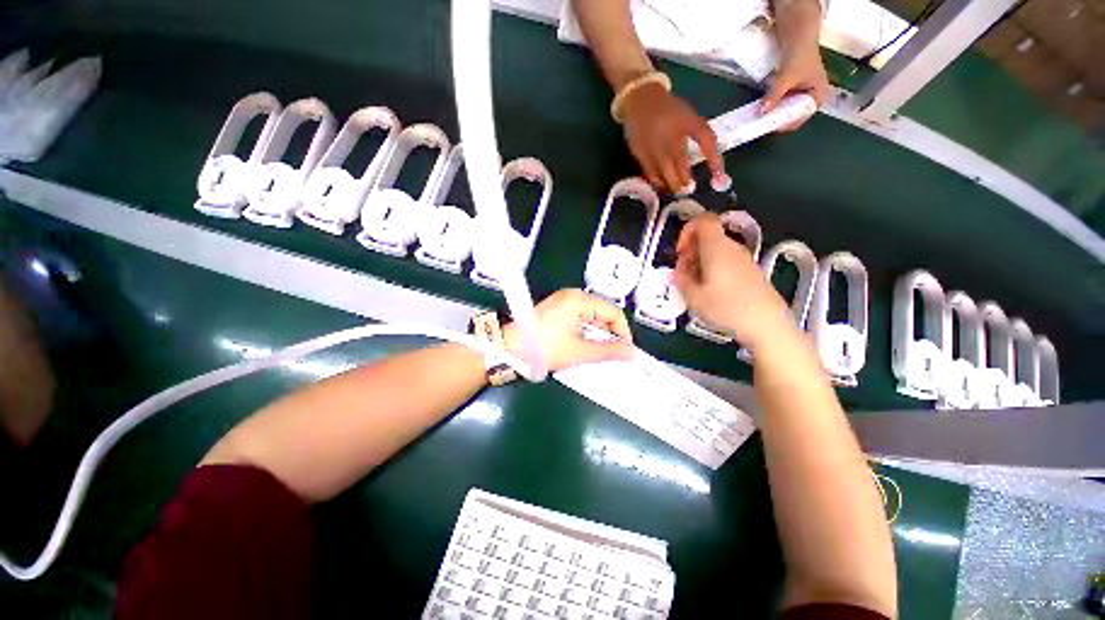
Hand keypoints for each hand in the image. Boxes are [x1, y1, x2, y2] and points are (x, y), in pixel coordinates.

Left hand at [504, 289, 633, 371]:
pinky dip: (586, 331)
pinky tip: (584, 345)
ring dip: (598, 334)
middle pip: (603, 312)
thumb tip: (631, 353)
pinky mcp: (556, 309)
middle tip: (613, 354)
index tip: (626, 351)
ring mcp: (563, 302)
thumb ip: (608, 351)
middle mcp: (572, 296)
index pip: (613, 312)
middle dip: (610, 334)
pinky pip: (580, 318)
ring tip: (599, 352)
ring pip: (592, 316)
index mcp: (579, 300)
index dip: (623, 332)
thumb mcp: (578, 351)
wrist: (508, 347)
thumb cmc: (543, 347)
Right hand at [620, 83, 723, 191]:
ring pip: (663, 177)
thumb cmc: (671, 111)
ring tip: (675, 190)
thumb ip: (705, 140)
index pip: (705, 145)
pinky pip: (650, 175)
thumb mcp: (692, 119)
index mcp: (685, 127)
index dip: (712, 162)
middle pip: (677, 171)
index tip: (717, 179)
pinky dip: (658, 182)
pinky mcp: (640, 155)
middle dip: (683, 184)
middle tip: (687, 190)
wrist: (641, 101)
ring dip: (670, 186)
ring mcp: (652, 150)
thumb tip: (716, 165)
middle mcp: (668, 142)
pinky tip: (662, 183)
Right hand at [673, 213, 792, 350]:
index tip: (680, 252)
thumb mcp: (693, 296)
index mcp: (716, 247)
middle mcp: (732, 247)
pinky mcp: (750, 271)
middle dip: (691, 251)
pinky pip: (726, 260)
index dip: (687, 230)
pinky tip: (712, 291)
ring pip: (716, 250)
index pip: (703, 220)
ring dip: (701, 262)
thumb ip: (681, 279)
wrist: (767, 323)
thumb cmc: (726, 307)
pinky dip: (713, 269)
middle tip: (684, 273)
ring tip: (696, 286)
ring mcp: (744, 258)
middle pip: (708, 236)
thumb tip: (680, 270)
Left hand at [761, 45, 829, 131]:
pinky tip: (765, 109)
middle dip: (779, 119)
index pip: (801, 118)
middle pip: (793, 116)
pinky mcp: (795, 91)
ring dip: (775, 113)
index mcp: (819, 97)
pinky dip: (775, 106)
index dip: (787, 123)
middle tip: (764, 123)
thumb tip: (762, 112)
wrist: (799, 38)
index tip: (772, 126)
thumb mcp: (786, 78)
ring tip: (762, 117)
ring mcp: (803, 95)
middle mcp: (813, 99)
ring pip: (787, 111)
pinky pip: (784, 104)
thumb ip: (774, 96)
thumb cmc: (799, 57)